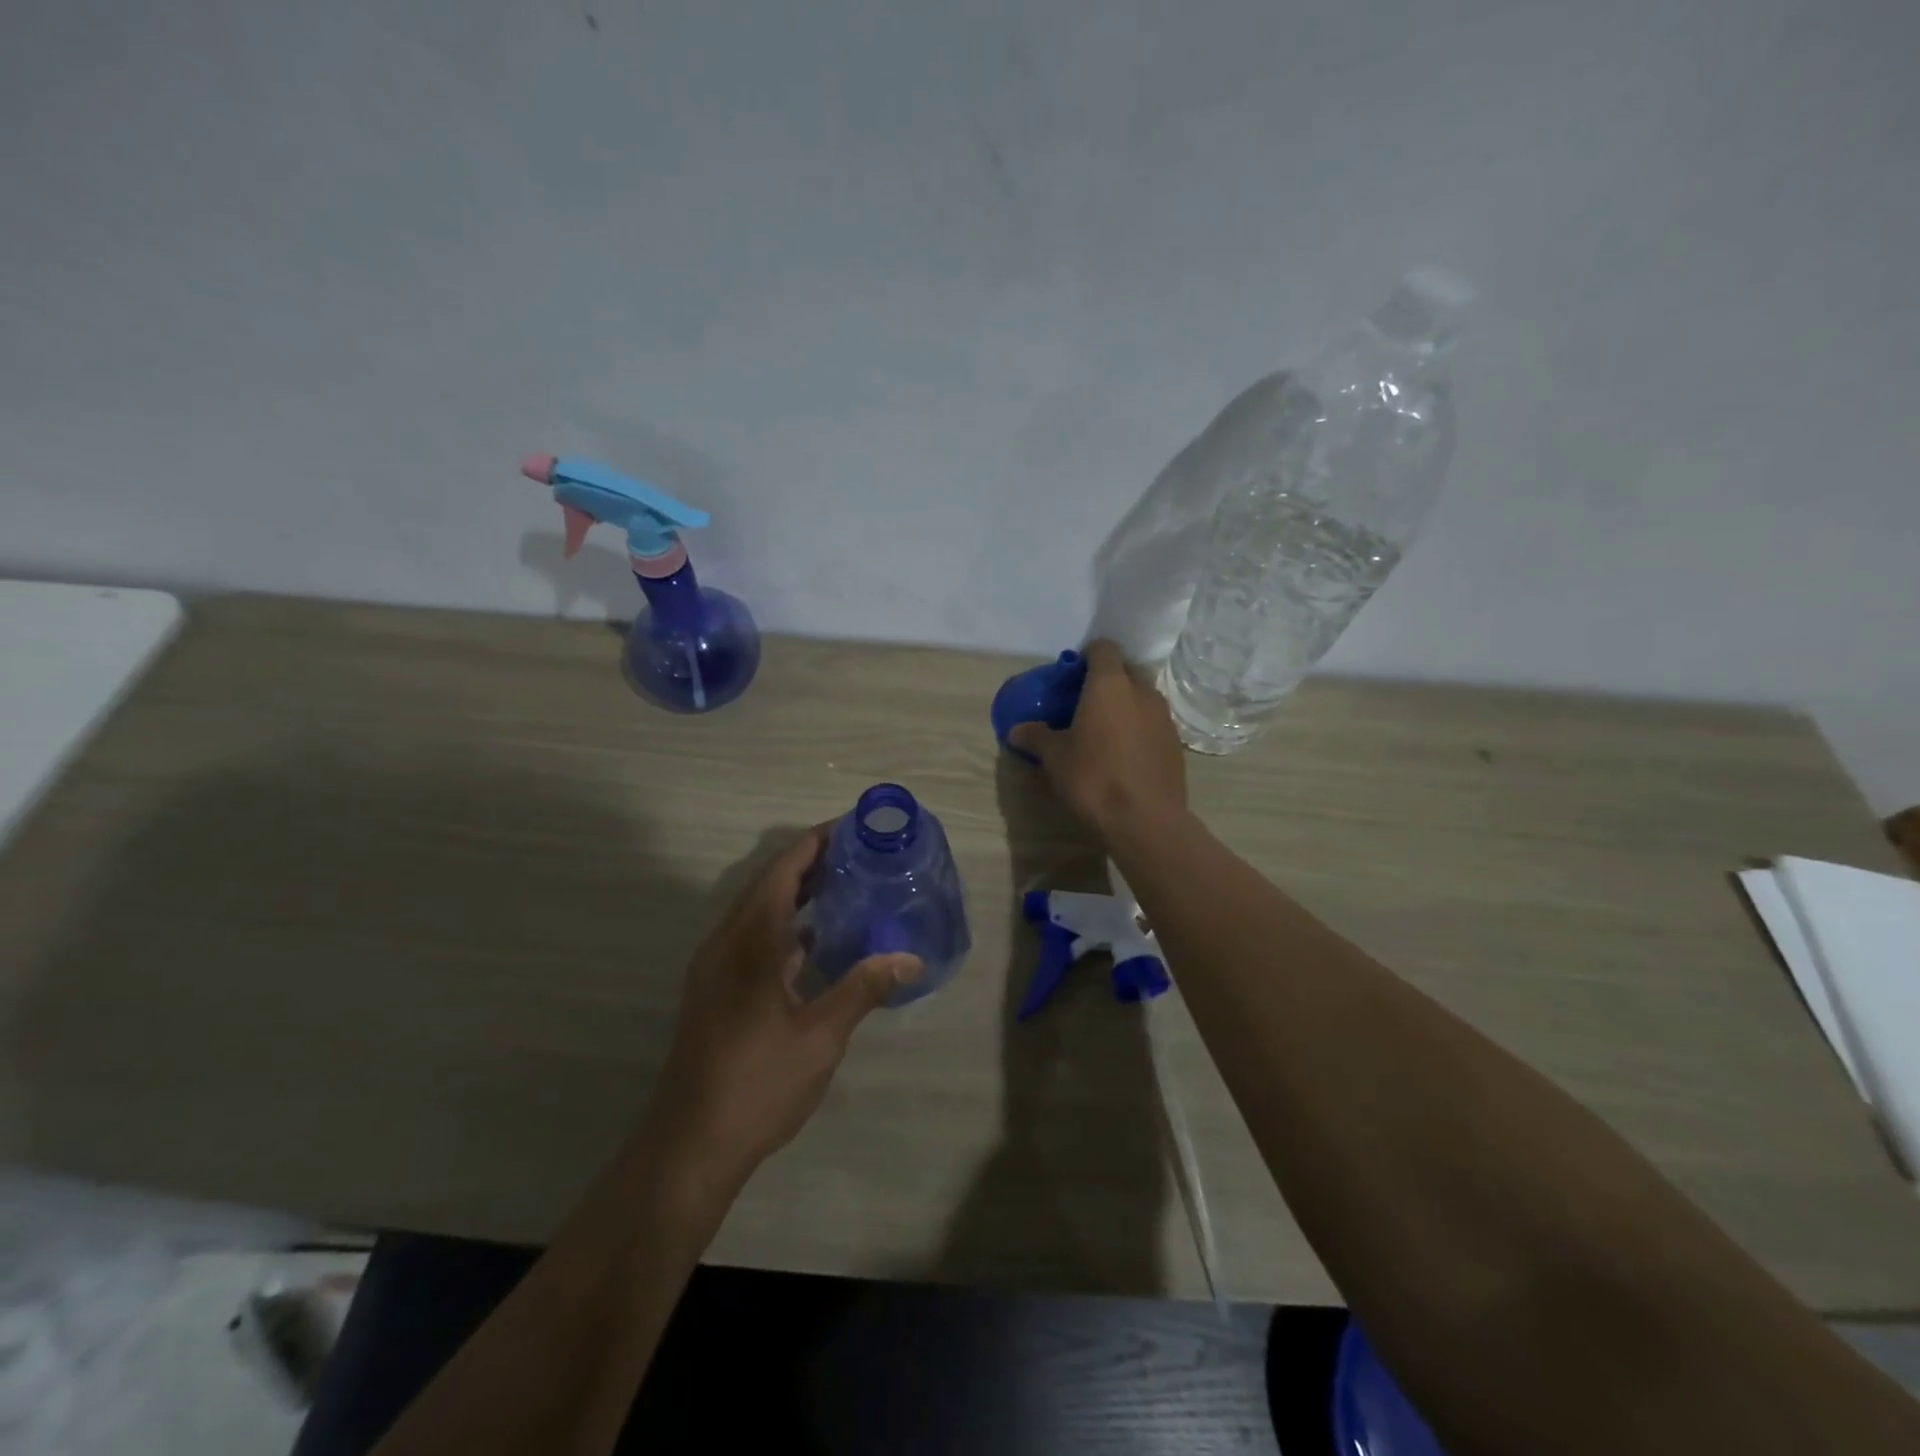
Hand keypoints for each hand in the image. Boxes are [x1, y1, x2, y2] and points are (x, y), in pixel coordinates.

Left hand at [643, 824, 921, 1190]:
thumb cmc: (757, 1083)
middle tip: (860, 853)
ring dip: (796, 893)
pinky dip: (785, 924)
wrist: (690, 1145)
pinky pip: (753, 936)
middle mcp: (726, 942)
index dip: (816, 843)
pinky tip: (816, 942)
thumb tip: (911, 958)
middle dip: (811, 862)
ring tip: (845, 886)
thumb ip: (863, 988)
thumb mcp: (820, 1037)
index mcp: (749, 941)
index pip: (783, 870)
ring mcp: (716, 967)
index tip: (853, 827)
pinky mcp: (716, 989)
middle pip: (768, 883)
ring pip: (758, 910)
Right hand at [1009, 640, 1187, 838]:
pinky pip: (1153, 723)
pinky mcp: (1175, 743)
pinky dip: (1138, 728)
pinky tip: (1123, 754)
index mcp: (1110, 684)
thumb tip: (1016, 730)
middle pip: (1125, 670)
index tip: (1071, 677)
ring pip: (1142, 697)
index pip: (1103, 648)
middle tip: (1084, 703)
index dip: (1086, 657)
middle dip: (1107, 680)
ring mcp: (1164, 717)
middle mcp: (1142, 691)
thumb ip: (1036, 737)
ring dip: (1125, 705)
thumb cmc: (1094, 778)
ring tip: (1104, 731)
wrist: (1145, 820)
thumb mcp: (1055, 758)